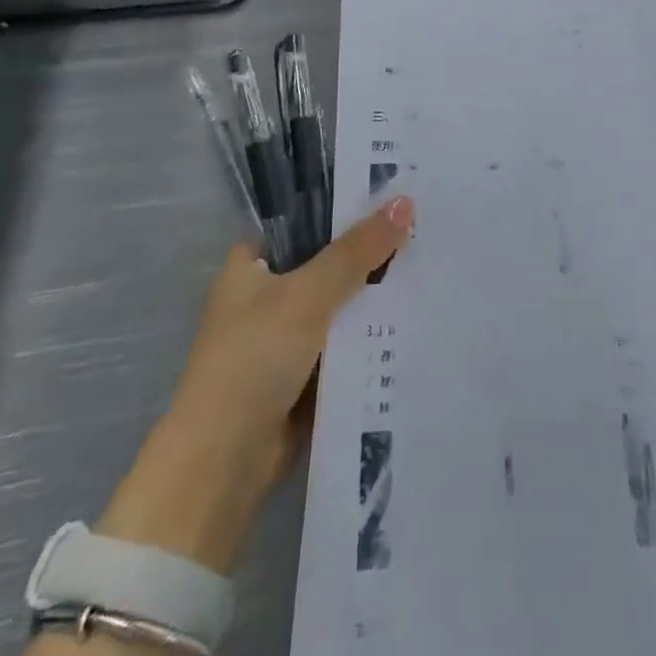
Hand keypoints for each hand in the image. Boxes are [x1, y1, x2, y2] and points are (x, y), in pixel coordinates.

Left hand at [96, 197, 414, 572]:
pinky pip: (346, 343)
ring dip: (376, 295)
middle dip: (370, 251)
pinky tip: (417, 315)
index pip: (304, 219)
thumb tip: (404, 202)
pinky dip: (373, 334)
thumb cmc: (254, 358)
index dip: (344, 205)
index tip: (393, 191)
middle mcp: (266, 295)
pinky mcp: (305, 375)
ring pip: (341, 304)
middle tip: (424, 225)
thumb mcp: (308, 293)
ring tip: (431, 263)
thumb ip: (357, 250)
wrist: (224, 464)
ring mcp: (286, 337)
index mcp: (251, 265)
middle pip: (328, 262)